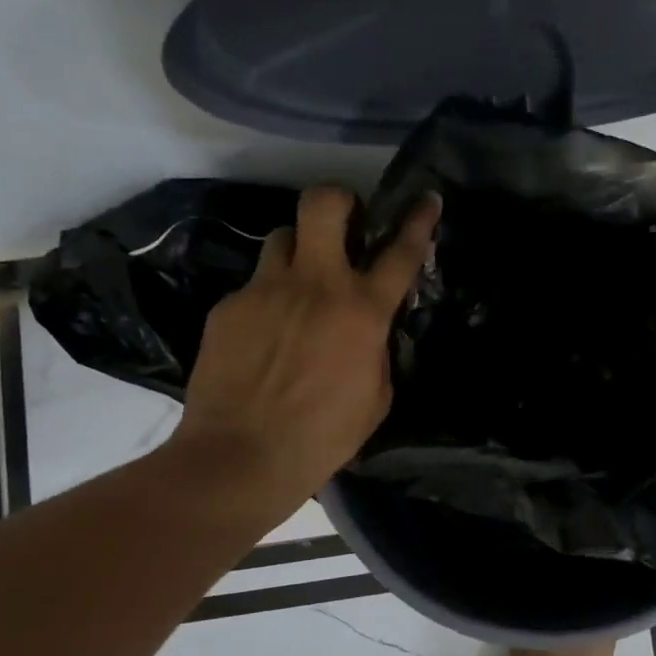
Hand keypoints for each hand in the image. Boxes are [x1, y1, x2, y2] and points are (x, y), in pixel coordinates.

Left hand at [172, 186, 439, 515]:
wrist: (241, 456)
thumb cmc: (324, 436)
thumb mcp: (376, 395)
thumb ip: (377, 348)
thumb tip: (370, 328)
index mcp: (362, 310)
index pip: (400, 251)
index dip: (418, 220)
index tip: (427, 198)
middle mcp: (316, 284)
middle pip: (324, 203)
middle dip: (340, 200)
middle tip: (345, 223)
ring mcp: (266, 290)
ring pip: (283, 237)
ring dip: (300, 251)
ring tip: (300, 283)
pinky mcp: (229, 307)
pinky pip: (255, 286)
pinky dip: (267, 301)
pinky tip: (264, 337)